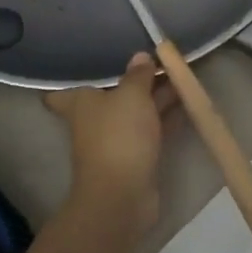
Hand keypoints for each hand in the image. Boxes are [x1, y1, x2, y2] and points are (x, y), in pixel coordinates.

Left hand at [44, 53, 176, 242]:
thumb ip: (138, 74)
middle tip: (162, 59)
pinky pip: (151, 130)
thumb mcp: (132, 95)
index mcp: (81, 102)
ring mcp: (115, 140)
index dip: (78, 78)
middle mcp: (94, 120)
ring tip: (182, 75)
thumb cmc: (119, 135)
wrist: (122, 195)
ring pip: (136, 112)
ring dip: (156, 97)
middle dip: (136, 80)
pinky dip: (165, 118)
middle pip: (114, 94)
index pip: (65, 90)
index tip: (96, 62)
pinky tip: (186, 103)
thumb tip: (140, 57)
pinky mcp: (135, 157)